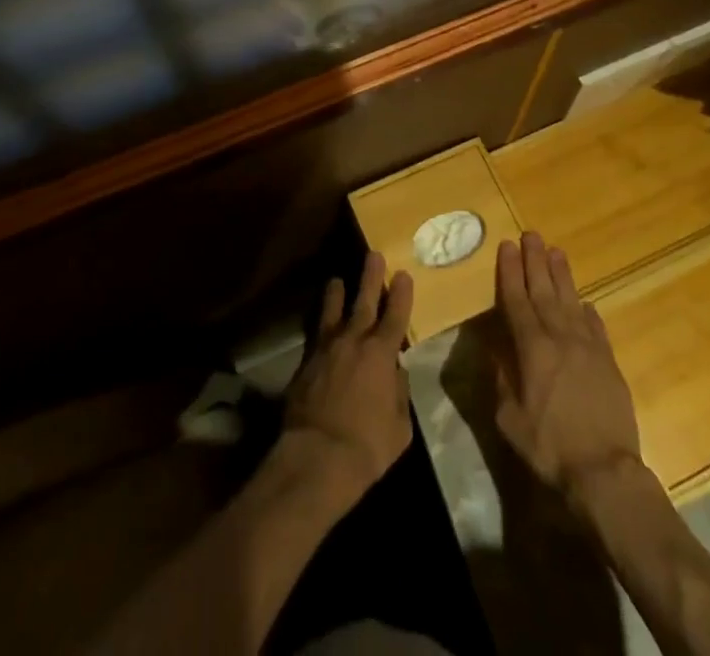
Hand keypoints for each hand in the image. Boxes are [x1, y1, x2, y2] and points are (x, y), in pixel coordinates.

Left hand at [281, 250, 413, 502]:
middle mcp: (354, 340)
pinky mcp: (306, 361)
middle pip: (364, 300)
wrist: (318, 455)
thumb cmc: (368, 445)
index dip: (401, 294)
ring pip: (333, 310)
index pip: (396, 316)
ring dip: (337, 293)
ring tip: (336, 280)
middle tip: (374, 255)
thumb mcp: (399, 426)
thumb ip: (399, 393)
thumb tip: (395, 373)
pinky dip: (320, 322)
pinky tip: (320, 321)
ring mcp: (326, 347)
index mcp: (382, 353)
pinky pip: (316, 332)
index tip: (404, 274)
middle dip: (371, 277)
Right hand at [493, 232, 643, 500]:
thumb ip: (501, 379)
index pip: (516, 300)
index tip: (506, 246)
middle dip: (535, 261)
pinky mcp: (609, 363)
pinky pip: (596, 327)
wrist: (605, 472)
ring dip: (561, 275)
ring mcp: (588, 348)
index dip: (510, 272)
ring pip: (571, 301)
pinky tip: (585, 301)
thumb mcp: (509, 418)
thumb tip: (494, 349)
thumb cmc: (549, 447)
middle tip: (530, 235)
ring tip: (555, 251)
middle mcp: (559, 338)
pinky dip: (588, 311)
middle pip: (544, 290)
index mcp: (531, 348)